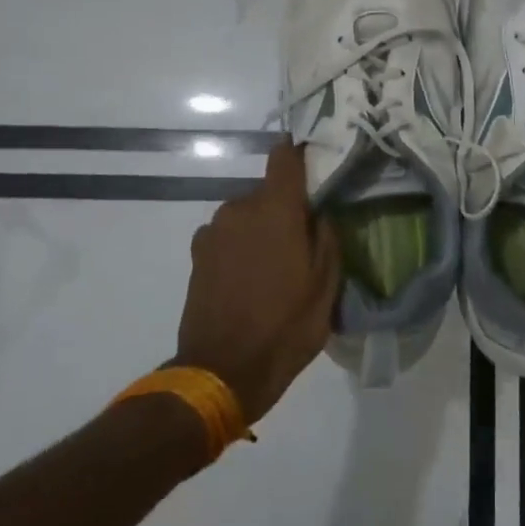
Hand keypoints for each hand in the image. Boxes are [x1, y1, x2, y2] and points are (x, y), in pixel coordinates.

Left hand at [173, 141, 340, 424]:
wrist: (223, 371)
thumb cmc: (285, 326)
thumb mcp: (326, 287)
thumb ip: (327, 238)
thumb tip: (320, 212)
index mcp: (275, 210)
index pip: (284, 157)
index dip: (300, 154)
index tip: (316, 164)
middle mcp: (239, 209)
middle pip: (267, 192)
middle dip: (285, 209)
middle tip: (303, 241)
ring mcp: (213, 231)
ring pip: (247, 215)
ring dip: (261, 230)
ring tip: (276, 267)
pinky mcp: (197, 255)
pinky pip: (228, 236)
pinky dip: (240, 247)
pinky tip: (250, 280)